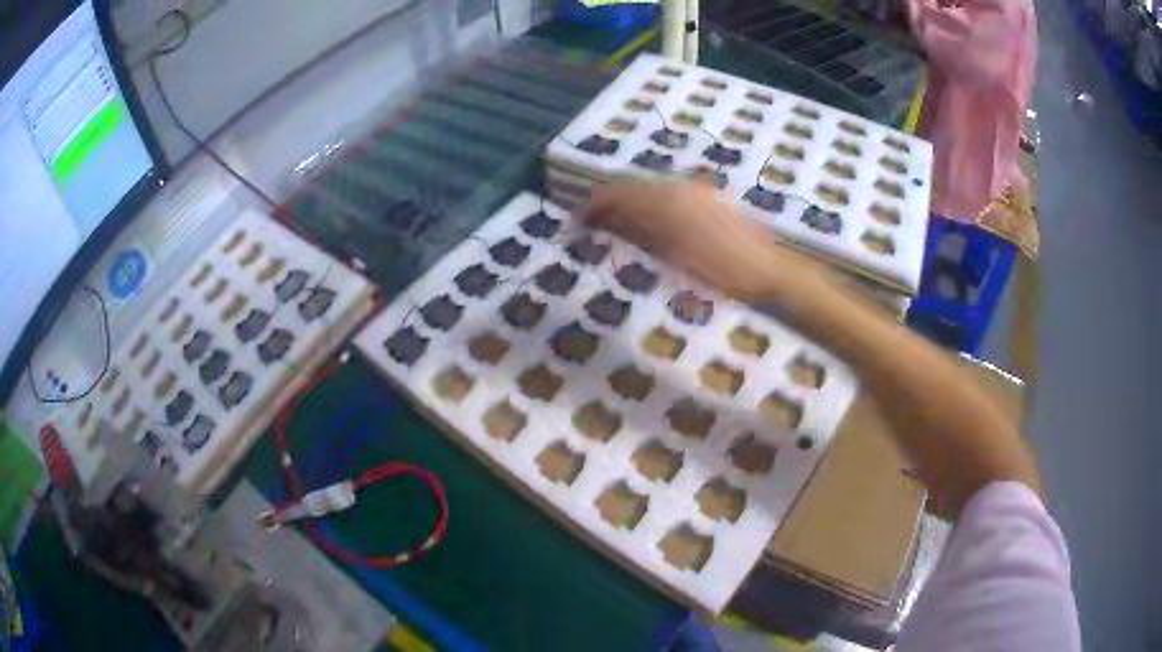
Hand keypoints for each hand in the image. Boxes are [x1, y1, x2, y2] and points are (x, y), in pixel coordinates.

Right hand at [583, 182, 824, 299]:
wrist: (770, 271)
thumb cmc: (722, 274)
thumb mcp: (674, 261)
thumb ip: (639, 236)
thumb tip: (607, 223)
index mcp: (668, 202)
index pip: (619, 195)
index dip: (593, 207)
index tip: (574, 222)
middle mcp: (679, 188)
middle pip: (632, 189)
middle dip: (607, 205)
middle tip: (589, 226)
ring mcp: (697, 191)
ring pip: (650, 191)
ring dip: (628, 206)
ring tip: (613, 228)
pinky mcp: (709, 198)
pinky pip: (668, 196)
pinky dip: (650, 207)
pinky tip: (647, 225)